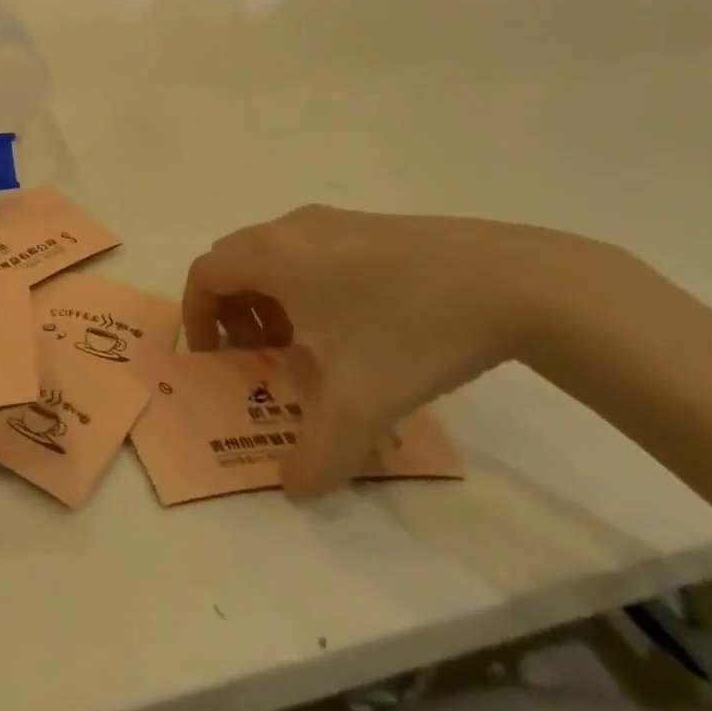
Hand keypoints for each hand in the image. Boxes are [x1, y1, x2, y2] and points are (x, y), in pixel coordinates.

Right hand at [182, 206, 608, 497]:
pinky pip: (310, 249)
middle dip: (231, 308)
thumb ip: (318, 454)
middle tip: (259, 353)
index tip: (216, 356)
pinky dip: (304, 283)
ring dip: (268, 296)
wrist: (515, 281)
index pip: (205, 273)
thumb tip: (294, 489)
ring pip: (273, 253)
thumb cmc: (414, 330)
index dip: (197, 315)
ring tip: (307, 343)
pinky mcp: (371, 224)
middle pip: (233, 260)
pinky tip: (354, 324)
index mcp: (274, 256)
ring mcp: (335, 220)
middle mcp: (292, 229)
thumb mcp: (362, 404)